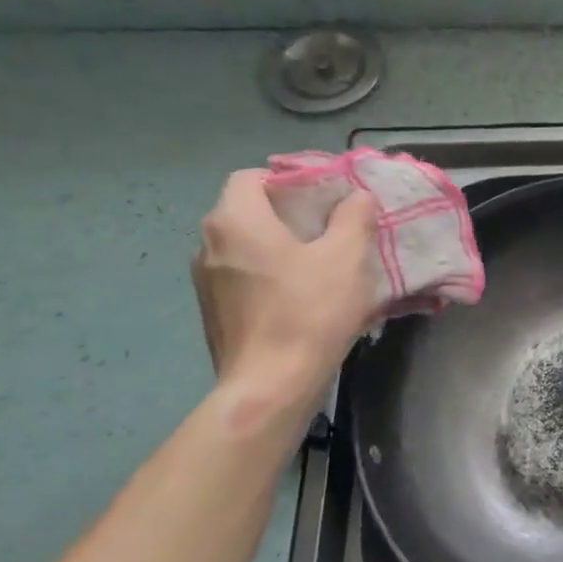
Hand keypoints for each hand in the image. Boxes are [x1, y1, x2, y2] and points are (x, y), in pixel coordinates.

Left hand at [191, 169, 379, 404]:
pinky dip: (270, 274)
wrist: (271, 385)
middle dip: (290, 213)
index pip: (252, 177)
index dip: (289, 179)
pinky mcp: (214, 311)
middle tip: (332, 227)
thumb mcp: (347, 257)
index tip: (326, 195)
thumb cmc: (309, 311)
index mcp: (236, 220)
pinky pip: (244, 276)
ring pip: (247, 246)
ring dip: (280, 246)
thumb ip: (353, 217)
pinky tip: (301, 295)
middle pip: (249, 211)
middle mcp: (209, 244)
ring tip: (321, 262)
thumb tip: (356, 196)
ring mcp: (206, 281)